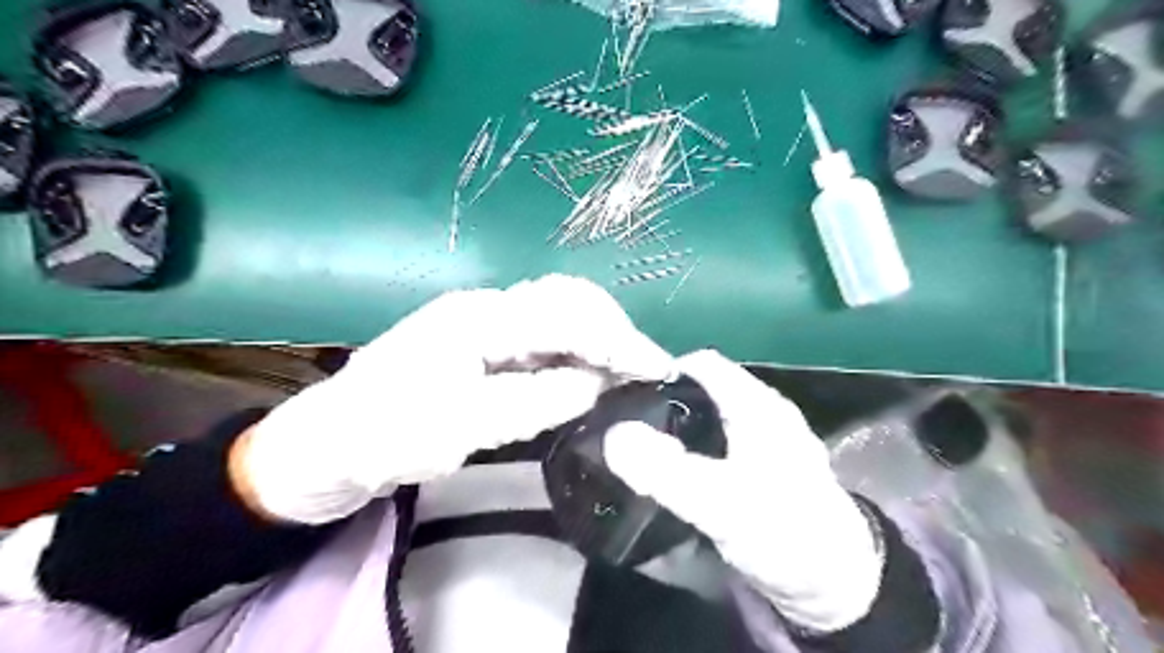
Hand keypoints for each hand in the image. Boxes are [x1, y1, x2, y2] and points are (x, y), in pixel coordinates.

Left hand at [237, 275, 673, 525]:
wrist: (326, 444)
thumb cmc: (385, 435)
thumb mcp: (463, 426)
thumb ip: (536, 400)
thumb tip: (597, 384)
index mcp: (479, 317)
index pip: (566, 314)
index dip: (616, 339)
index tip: (656, 368)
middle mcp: (487, 308)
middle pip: (567, 300)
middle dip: (614, 330)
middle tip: (646, 368)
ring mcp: (484, 324)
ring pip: (558, 316)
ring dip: (598, 339)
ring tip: (629, 370)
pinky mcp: (483, 346)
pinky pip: (542, 339)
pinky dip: (575, 353)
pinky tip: (590, 373)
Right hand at [606, 352, 877, 632]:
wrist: (837, 585)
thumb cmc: (784, 534)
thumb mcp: (721, 504)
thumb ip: (665, 470)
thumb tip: (613, 435)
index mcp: (757, 404)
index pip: (700, 363)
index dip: (661, 370)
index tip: (623, 395)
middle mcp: (762, 409)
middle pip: (703, 386)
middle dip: (663, 399)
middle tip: (625, 423)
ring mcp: (764, 435)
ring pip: (709, 412)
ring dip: (675, 423)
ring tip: (639, 444)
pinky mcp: (761, 462)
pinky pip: (718, 437)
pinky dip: (692, 444)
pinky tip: (673, 465)